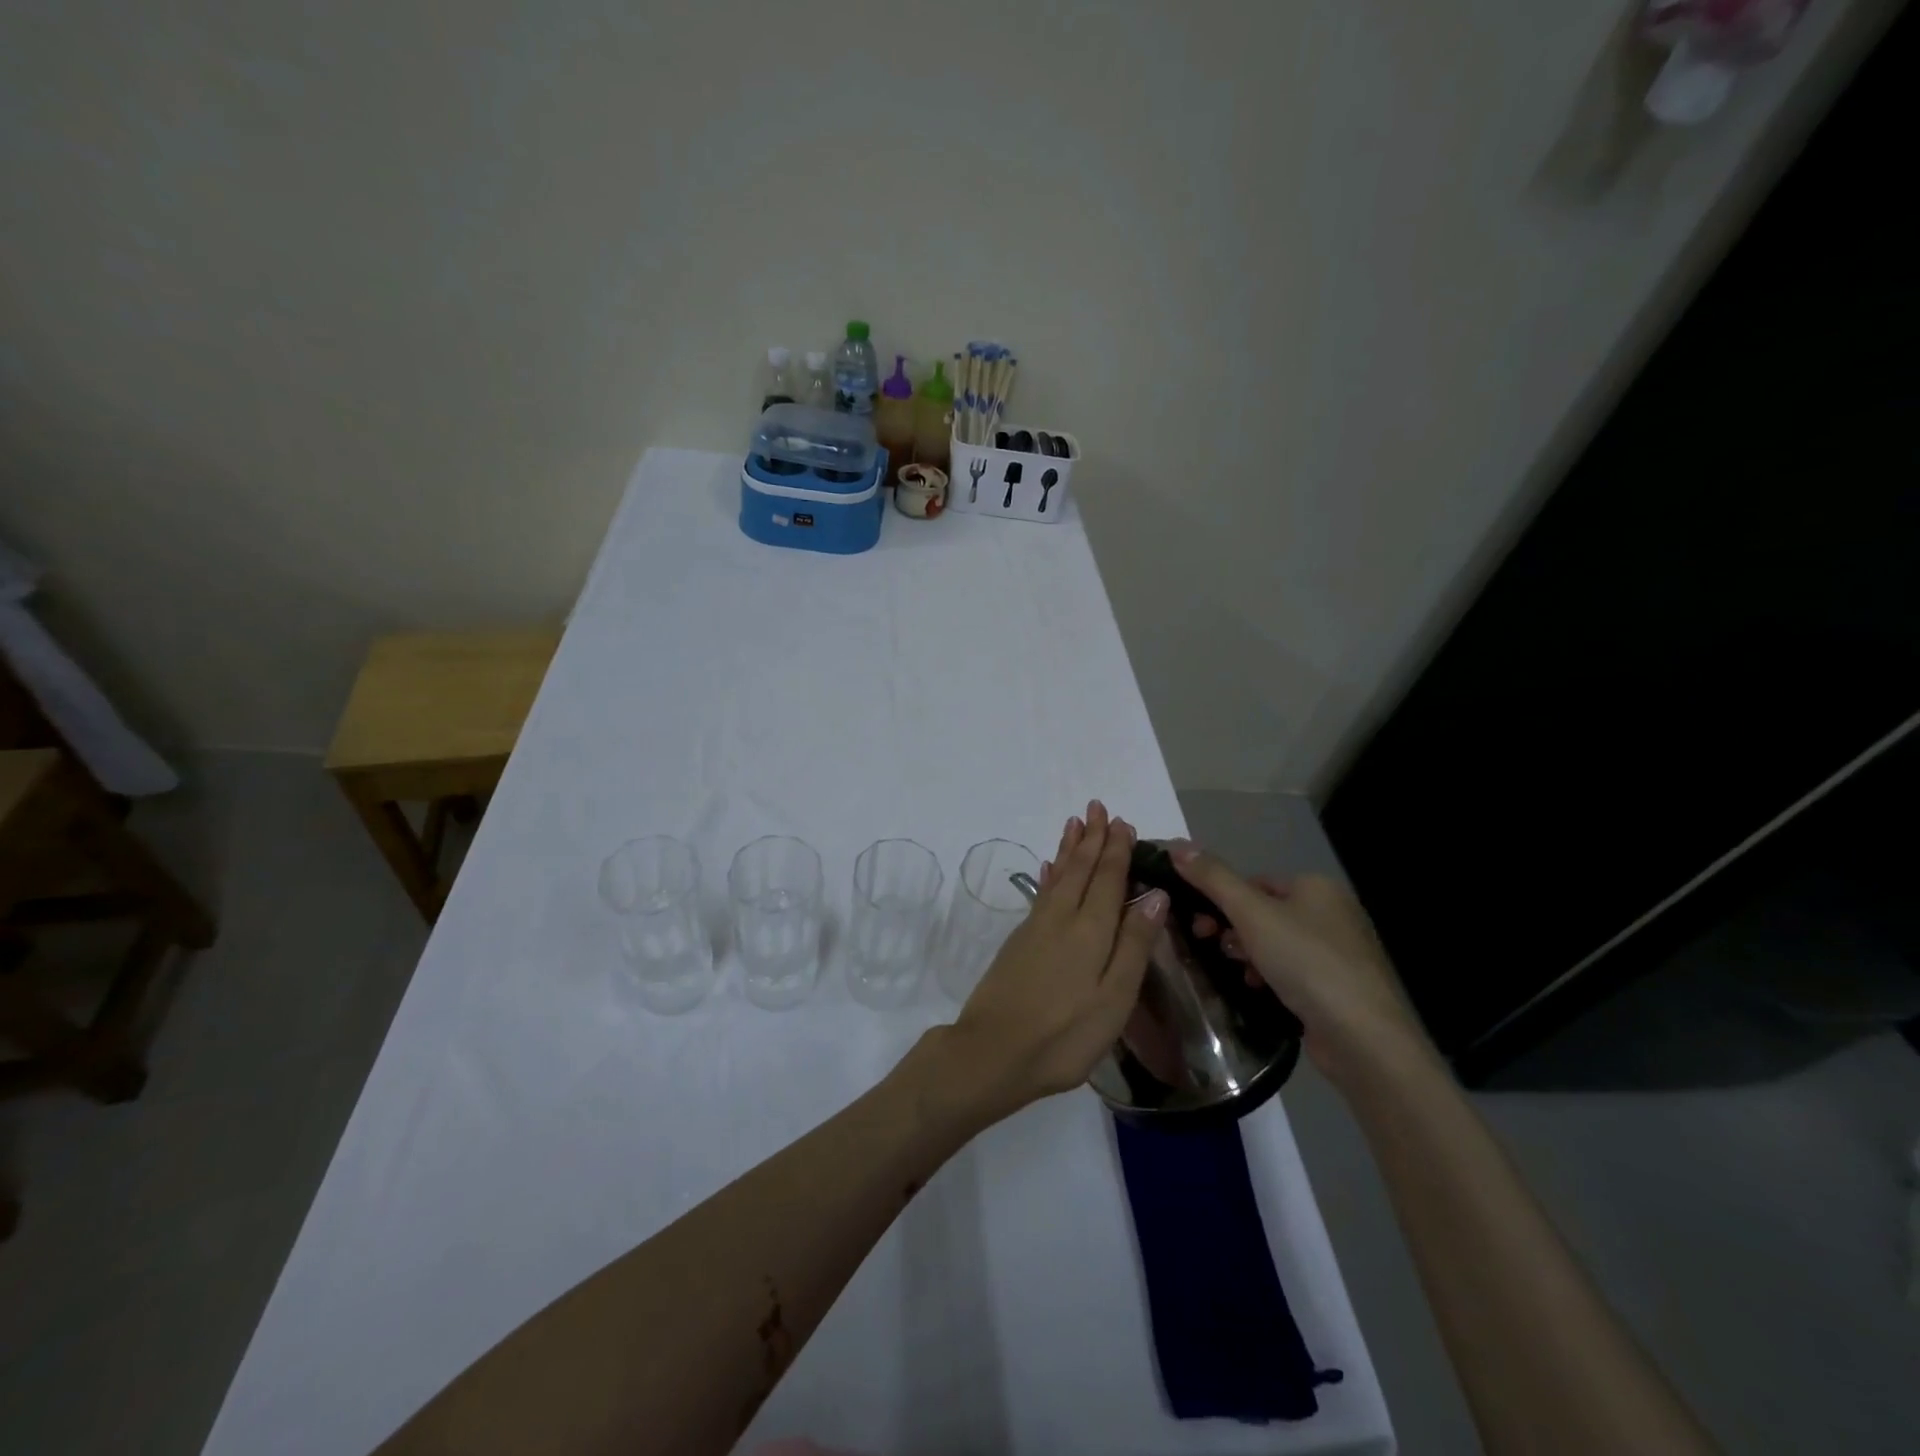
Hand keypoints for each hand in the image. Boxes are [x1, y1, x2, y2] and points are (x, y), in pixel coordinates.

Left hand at [945, 802, 1165, 1120]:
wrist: (992, 1051)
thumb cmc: (1064, 1034)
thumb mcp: (1114, 998)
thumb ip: (1134, 945)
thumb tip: (1155, 895)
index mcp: (1091, 930)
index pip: (1108, 878)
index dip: (1116, 849)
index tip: (1122, 822)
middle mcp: (1061, 918)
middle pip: (1080, 869)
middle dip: (1091, 838)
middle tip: (1097, 807)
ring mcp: (1035, 928)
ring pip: (1057, 876)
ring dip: (1068, 849)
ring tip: (1074, 824)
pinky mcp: (1019, 942)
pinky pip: (1040, 894)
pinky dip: (1048, 876)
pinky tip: (1047, 870)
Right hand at [1171, 844, 1434, 1087]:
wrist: (1363, 1038)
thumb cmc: (1306, 962)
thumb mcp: (1251, 913)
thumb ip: (1213, 878)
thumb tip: (1177, 845)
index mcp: (1316, 886)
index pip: (1253, 881)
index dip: (1221, 899)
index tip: (1199, 924)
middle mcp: (1332, 912)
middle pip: (1263, 912)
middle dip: (1233, 929)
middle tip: (1211, 946)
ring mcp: (1339, 952)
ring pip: (1275, 943)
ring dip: (1248, 955)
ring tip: (1239, 973)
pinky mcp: (1339, 988)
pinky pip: (1292, 971)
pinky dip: (1270, 977)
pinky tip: (1259, 991)